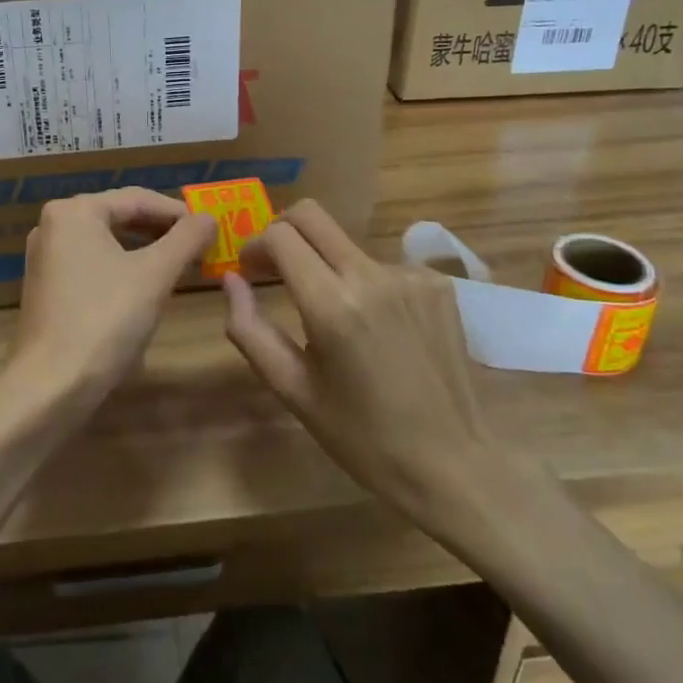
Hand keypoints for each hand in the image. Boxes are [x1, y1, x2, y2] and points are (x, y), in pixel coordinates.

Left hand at [0, 189, 215, 422]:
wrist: (51, 386)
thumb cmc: (105, 320)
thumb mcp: (155, 275)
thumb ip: (186, 239)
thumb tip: (208, 218)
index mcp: (74, 211)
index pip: (137, 198)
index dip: (178, 212)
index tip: (210, 229)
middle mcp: (53, 226)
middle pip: (120, 217)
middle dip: (161, 231)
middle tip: (198, 246)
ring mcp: (45, 258)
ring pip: (107, 242)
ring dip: (144, 250)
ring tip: (178, 265)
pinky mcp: (46, 288)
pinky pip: (92, 265)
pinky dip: (121, 269)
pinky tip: (144, 289)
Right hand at [223, 200, 527, 534]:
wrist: (452, 466)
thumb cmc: (361, 437)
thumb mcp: (293, 389)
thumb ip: (250, 329)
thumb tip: (231, 279)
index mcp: (333, 306)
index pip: (281, 236)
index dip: (255, 245)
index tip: (250, 271)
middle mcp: (372, 276)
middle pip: (313, 216)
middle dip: (283, 231)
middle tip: (274, 268)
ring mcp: (411, 276)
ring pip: (346, 245)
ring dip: (326, 265)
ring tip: (332, 316)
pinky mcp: (437, 284)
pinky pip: (383, 265)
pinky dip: (365, 283)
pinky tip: (375, 326)